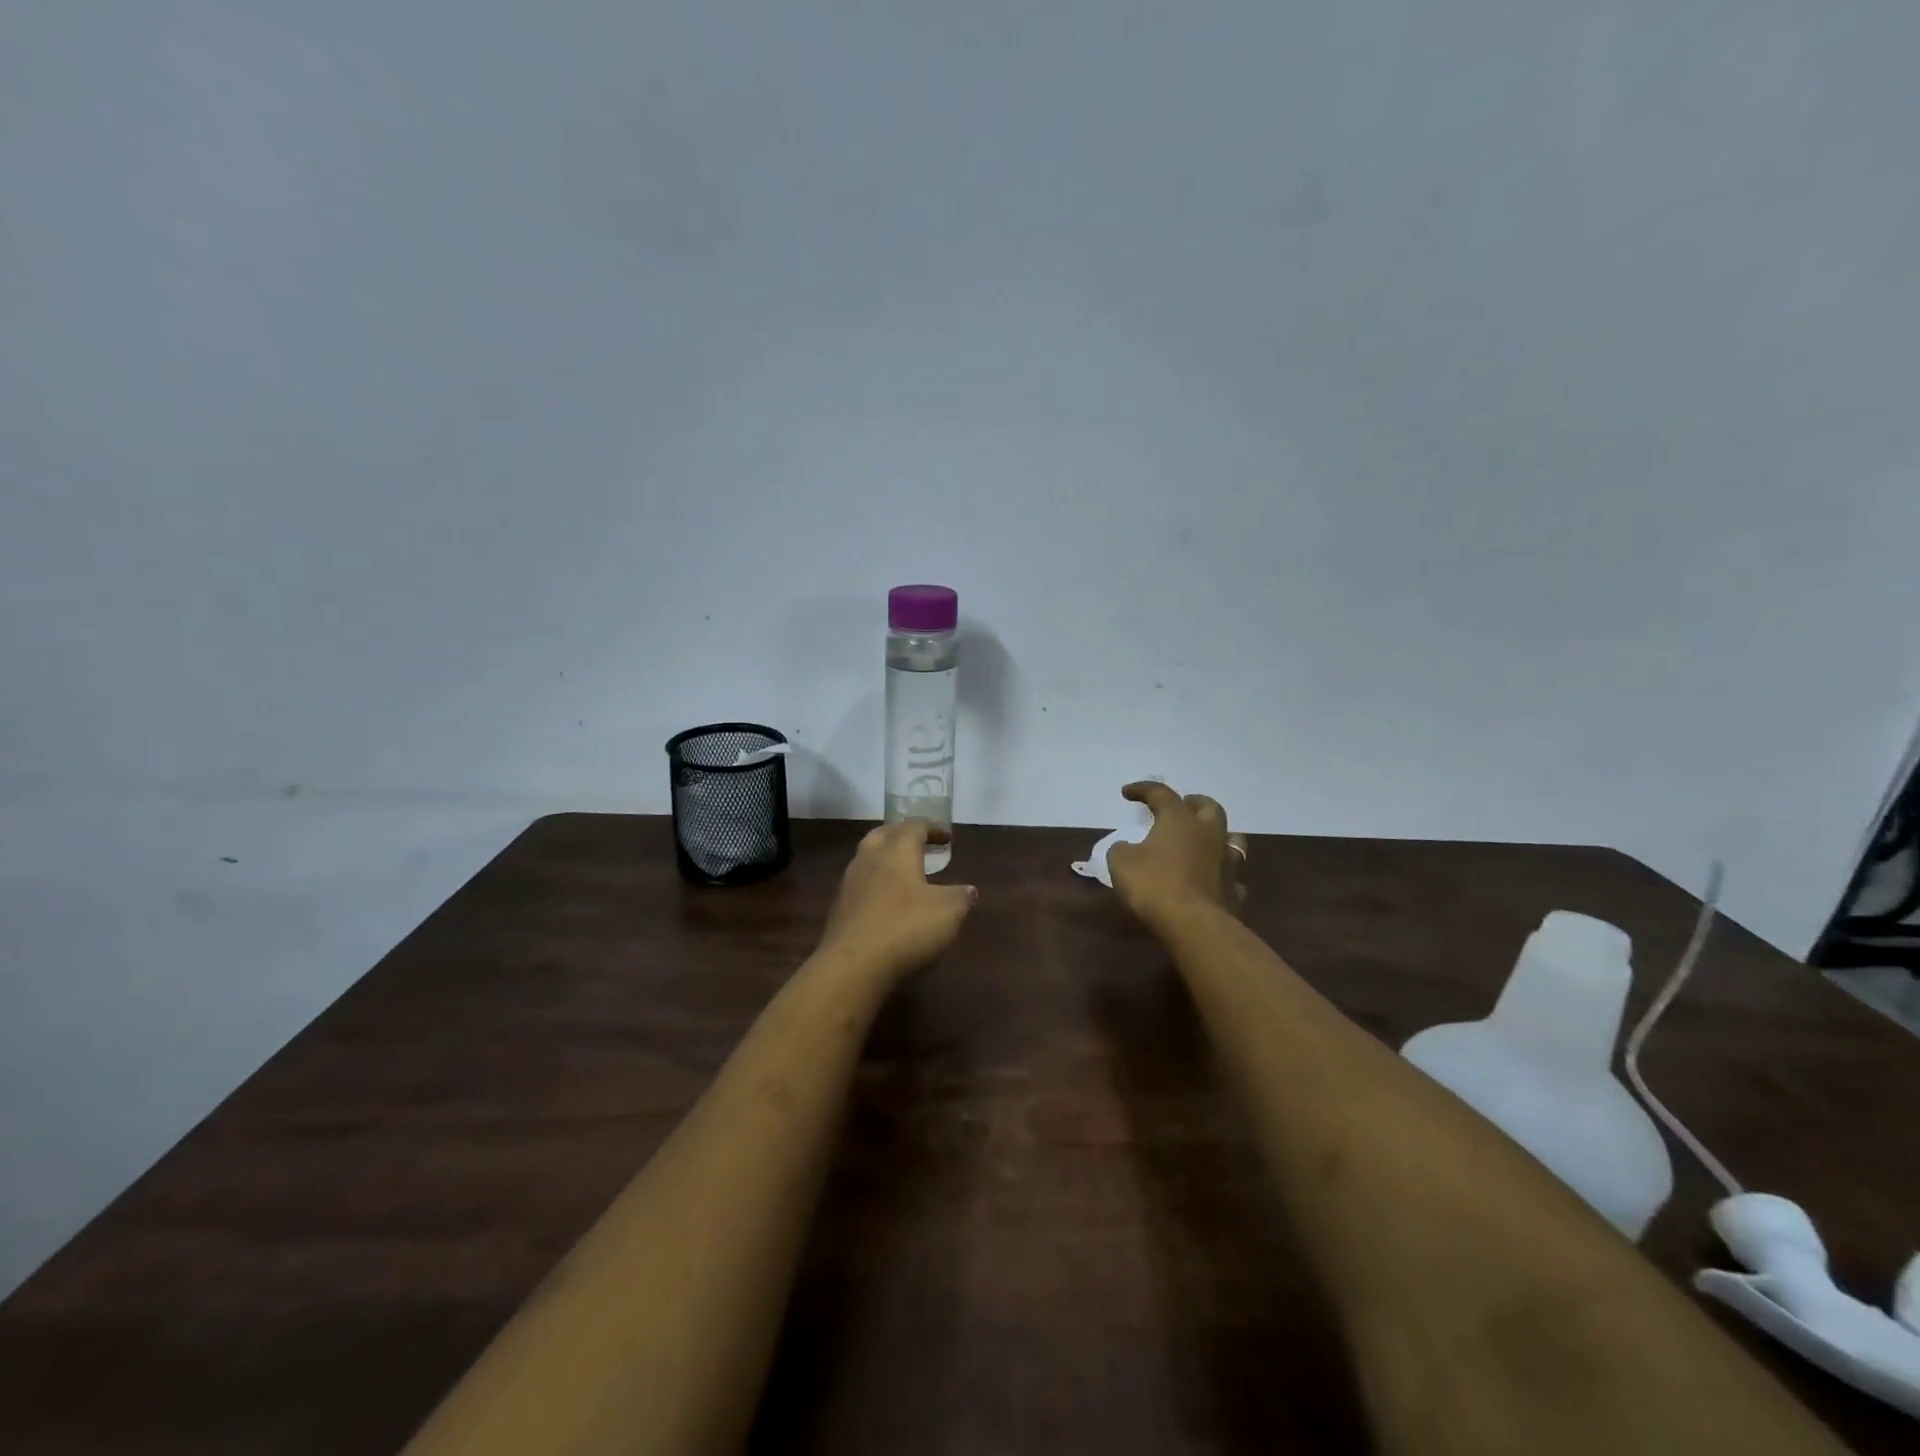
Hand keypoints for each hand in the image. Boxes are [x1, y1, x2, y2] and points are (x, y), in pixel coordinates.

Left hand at [816, 820, 976, 982]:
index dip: (932, 828)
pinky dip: (875, 885)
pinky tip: (886, 901)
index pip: (914, 827)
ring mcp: (849, 884)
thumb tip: (969, 890)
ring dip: (885, 859)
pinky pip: (860, 885)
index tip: (946, 837)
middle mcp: (870, 859)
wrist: (852, 965)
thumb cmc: (906, 927)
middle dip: (901, 835)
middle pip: (883, 835)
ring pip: (867, 858)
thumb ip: (960, 897)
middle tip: (918, 844)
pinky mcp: (839, 909)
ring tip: (904, 873)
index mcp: (897, 851)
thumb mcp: (947, 912)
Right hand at [1106, 782, 1247, 931]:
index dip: (1142, 789)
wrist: (1194, 925)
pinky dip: (1222, 874)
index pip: (1161, 794)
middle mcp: (1209, 834)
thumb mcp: (1121, 863)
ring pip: (1232, 838)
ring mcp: (1227, 862)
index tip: (1126, 793)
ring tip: (1204, 840)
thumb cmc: (1154, 885)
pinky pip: (1232, 876)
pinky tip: (1213, 880)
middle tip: (1182, 806)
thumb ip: (1122, 850)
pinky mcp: (1235, 891)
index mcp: (1179, 820)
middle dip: (1194, 802)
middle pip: (1209, 807)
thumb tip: (1127, 849)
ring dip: (1217, 835)